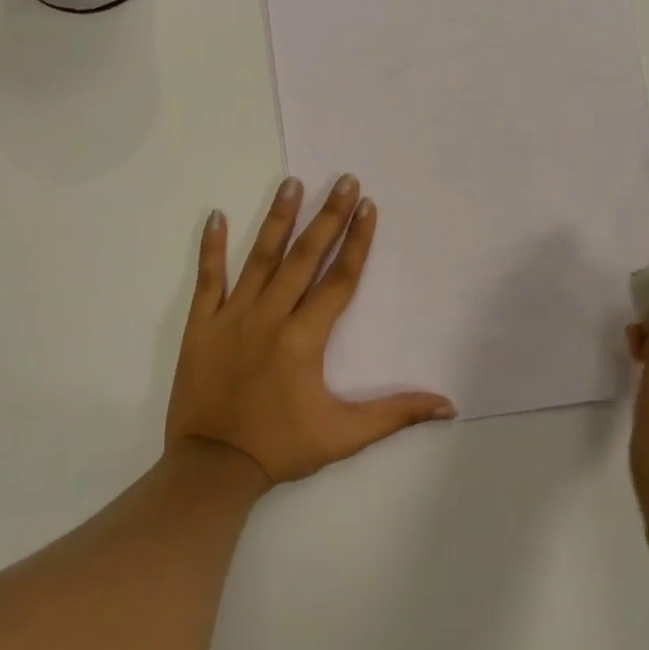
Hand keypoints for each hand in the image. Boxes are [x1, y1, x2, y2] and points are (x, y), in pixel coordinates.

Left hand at [167, 176, 454, 486]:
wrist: (211, 469)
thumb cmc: (281, 447)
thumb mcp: (344, 435)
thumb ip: (395, 414)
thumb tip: (448, 405)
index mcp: (304, 338)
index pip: (339, 279)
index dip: (358, 242)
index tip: (369, 207)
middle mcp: (270, 317)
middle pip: (304, 257)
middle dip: (328, 216)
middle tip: (344, 180)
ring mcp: (231, 317)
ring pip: (259, 258)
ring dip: (278, 219)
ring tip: (292, 182)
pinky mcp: (200, 326)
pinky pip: (208, 279)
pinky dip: (211, 248)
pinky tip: (216, 216)